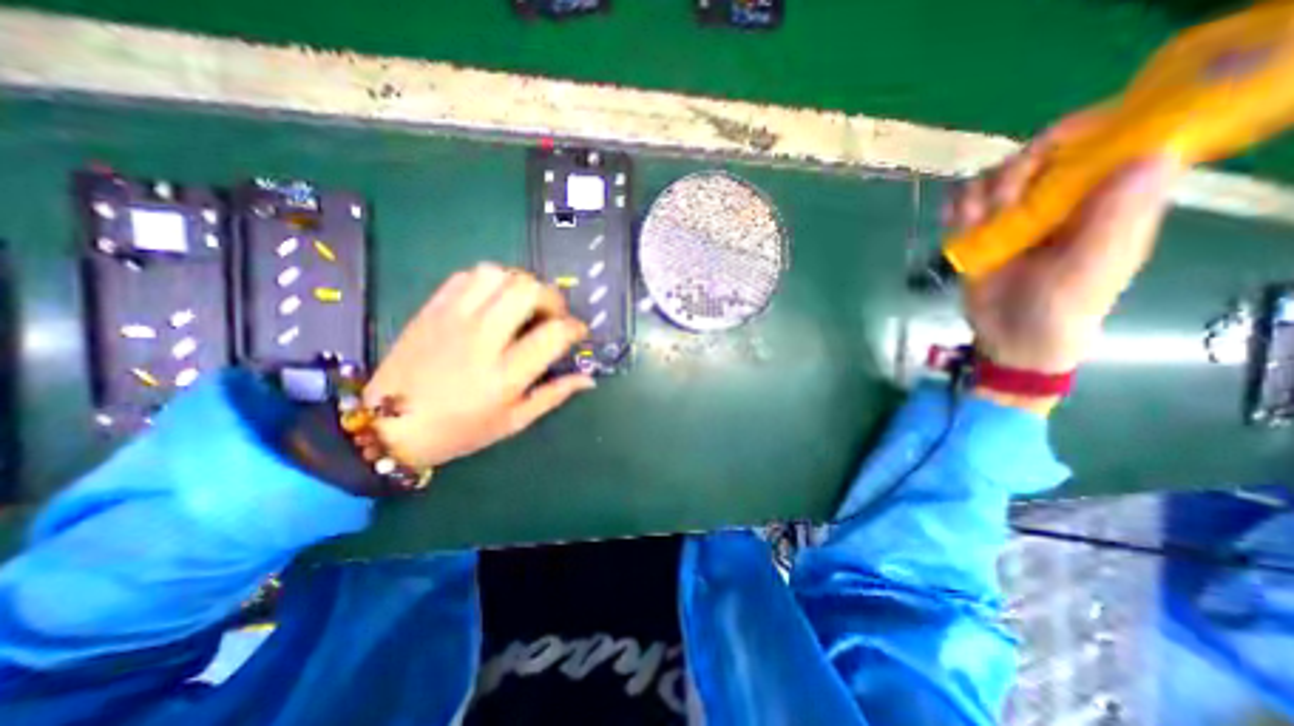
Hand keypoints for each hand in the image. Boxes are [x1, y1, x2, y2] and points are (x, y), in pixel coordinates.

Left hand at [364, 263, 594, 468]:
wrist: (389, 425)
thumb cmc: (460, 430)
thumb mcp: (514, 421)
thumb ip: (554, 395)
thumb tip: (588, 379)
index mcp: (505, 374)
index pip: (553, 333)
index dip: (575, 327)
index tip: (578, 332)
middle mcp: (481, 339)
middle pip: (528, 291)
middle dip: (551, 297)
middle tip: (552, 315)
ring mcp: (453, 319)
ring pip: (498, 274)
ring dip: (520, 284)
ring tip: (522, 305)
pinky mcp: (432, 309)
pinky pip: (467, 275)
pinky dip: (490, 281)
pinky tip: (492, 301)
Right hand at [947, 120, 1181, 413]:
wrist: (1010, 337)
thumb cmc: (1062, 308)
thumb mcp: (1093, 267)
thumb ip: (1117, 217)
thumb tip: (1149, 153)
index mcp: (1106, 200)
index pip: (1105, 142)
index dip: (1080, 132)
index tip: (1049, 147)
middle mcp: (1061, 199)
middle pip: (1040, 153)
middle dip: (1015, 170)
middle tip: (1001, 204)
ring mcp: (1017, 215)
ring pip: (996, 175)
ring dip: (979, 193)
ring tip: (973, 222)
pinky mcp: (981, 230)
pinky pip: (964, 202)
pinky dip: (956, 207)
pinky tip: (955, 222)